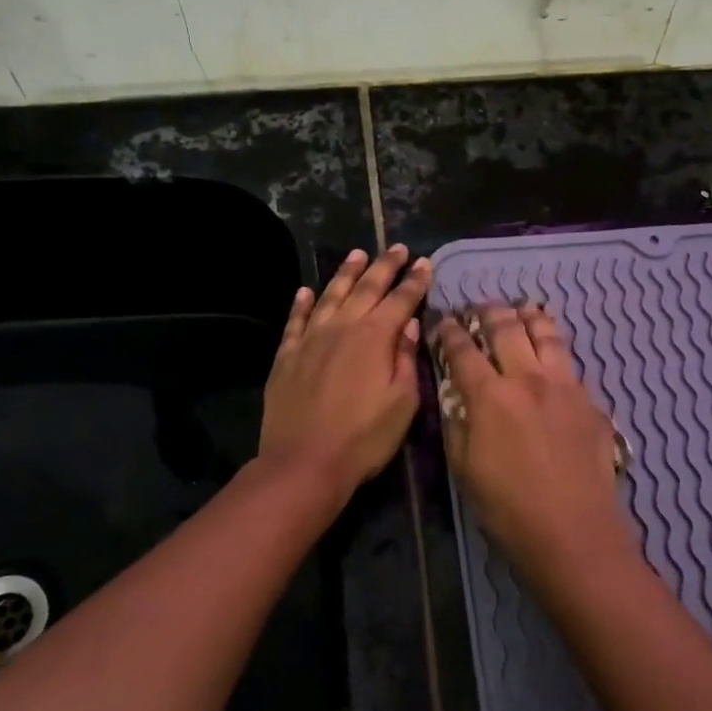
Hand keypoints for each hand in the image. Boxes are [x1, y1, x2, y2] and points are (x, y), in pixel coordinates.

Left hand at [260, 246, 430, 497]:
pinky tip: (306, 291)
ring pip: (330, 296)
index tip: (425, 263)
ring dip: (346, 274)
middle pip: (366, 289)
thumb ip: (406, 359)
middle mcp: (342, 328)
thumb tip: (409, 324)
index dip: (415, 281)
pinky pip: (295, 321)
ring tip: (357, 254)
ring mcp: (310, 340)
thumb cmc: (364, 438)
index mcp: (375, 338)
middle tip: (398, 248)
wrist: (305, 462)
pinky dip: (302, 303)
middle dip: (384, 266)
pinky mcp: (286, 357)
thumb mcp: (402, 403)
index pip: (400, 300)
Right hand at [434, 305, 632, 580]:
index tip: (445, 322)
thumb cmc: (508, 509)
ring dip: (529, 317)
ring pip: (547, 334)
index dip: (451, 332)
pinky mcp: (592, 402)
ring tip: (522, 310)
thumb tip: (458, 396)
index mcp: (491, 396)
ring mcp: (566, 387)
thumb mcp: (464, 469)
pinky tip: (553, 354)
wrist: (574, 534)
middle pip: (507, 328)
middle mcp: (528, 379)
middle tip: (480, 308)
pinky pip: (571, 363)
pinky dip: (556, 349)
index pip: (464, 350)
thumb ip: (458, 424)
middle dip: (489, 312)